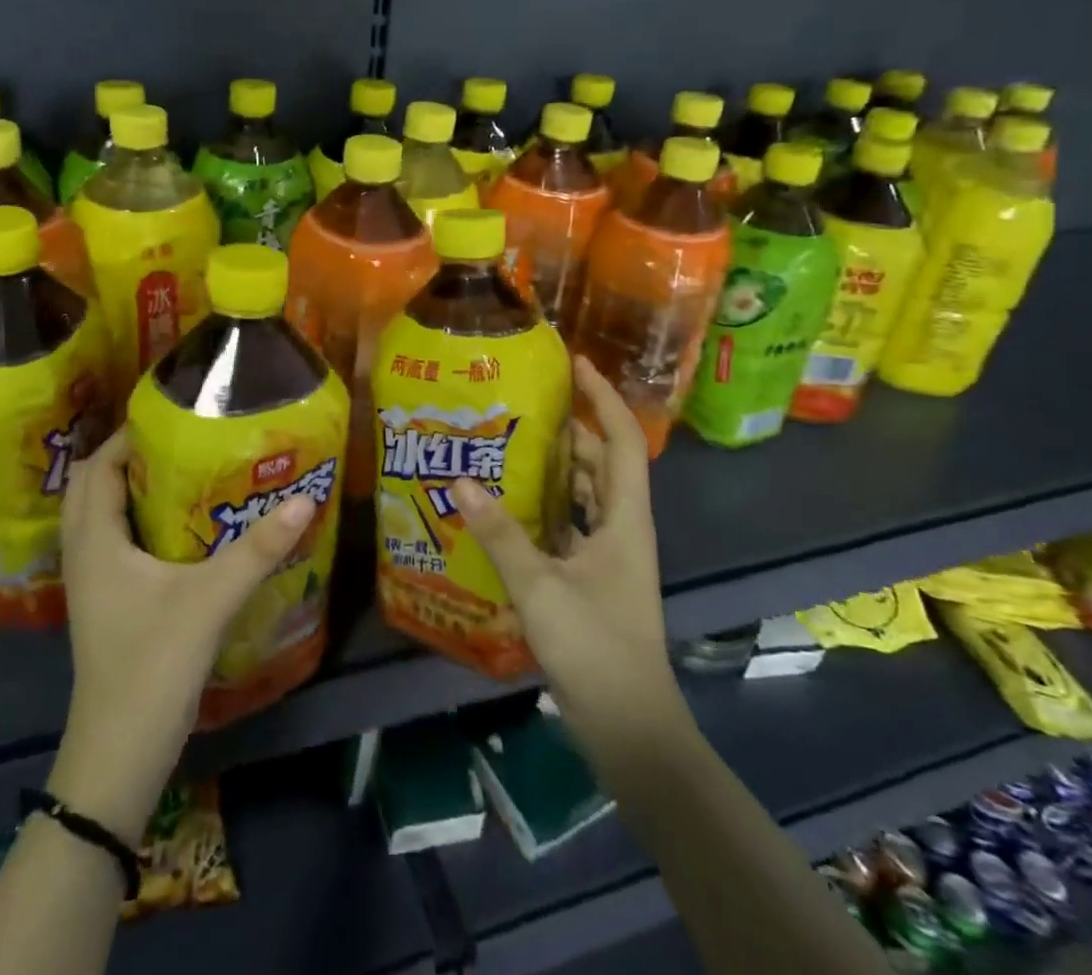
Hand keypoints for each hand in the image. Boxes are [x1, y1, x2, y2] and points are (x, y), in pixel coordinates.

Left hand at [48, 426, 315, 840]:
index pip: (100, 467)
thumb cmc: (152, 666)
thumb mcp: (211, 600)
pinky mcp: (106, 605)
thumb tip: (303, 500)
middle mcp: (85, 554)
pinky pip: (113, 543)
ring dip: (130, 488)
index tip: (175, 416)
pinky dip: (135, 521)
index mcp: (95, 541)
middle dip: (130, 456)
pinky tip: (179, 528)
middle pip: (93, 486)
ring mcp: (93, 583)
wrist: (118, 756)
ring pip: (101, 516)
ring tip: (182, 471)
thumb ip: (257, 550)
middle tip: (180, 440)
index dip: (130, 435)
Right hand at [454, 356, 679, 733]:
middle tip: (521, 403)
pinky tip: (508, 505)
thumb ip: (500, 534)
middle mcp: (623, 528)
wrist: (630, 728)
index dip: (604, 397)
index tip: (577, 363)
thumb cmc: (596, 648)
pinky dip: (547, 507)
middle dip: (570, 428)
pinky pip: (571, 524)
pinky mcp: (594, 578)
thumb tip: (460, 481)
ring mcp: (610, 555)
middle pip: (602, 462)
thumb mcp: (541, 587)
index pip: (622, 440)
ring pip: (586, 494)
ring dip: (556, 468)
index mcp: (626, 519)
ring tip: (508, 443)